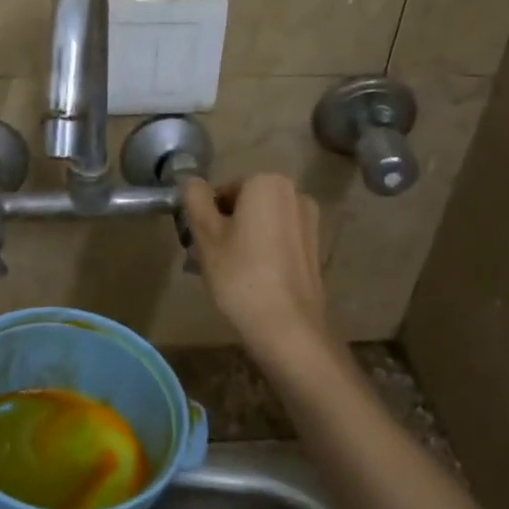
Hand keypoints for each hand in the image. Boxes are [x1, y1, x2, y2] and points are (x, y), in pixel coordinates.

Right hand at [181, 173, 330, 361]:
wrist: (286, 327)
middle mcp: (295, 194)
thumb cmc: (240, 275)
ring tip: (227, 274)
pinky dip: (263, 253)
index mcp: (268, 183)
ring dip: (243, 241)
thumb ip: (196, 200)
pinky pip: (279, 242)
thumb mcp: (206, 235)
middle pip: (245, 205)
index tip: (199, 243)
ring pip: (262, 225)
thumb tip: (193, 182)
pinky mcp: (315, 249)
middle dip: (225, 227)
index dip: (206, 216)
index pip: (223, 190)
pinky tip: (251, 281)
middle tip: (208, 260)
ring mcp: (310, 223)